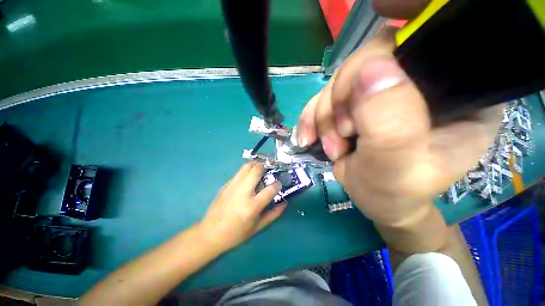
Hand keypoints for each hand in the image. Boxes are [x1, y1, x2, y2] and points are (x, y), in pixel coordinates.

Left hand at [197, 162, 285, 251]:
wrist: (210, 233)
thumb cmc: (236, 234)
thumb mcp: (257, 227)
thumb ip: (273, 214)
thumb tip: (284, 203)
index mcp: (252, 206)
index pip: (270, 189)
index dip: (277, 184)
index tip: (278, 184)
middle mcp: (243, 192)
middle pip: (256, 170)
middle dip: (265, 166)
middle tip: (269, 168)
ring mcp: (232, 186)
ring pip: (246, 167)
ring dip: (255, 164)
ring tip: (260, 168)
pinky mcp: (225, 185)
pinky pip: (239, 172)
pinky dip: (246, 170)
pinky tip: (248, 177)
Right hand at [296, 21, 501, 227]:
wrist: (376, 200)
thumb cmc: (394, 193)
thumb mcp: (397, 167)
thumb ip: (391, 122)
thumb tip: (371, 68)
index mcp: (455, 91)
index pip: (424, 42)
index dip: (386, 51)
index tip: (358, 87)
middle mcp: (418, 81)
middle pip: (367, 61)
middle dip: (341, 101)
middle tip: (340, 136)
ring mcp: (379, 91)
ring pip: (338, 82)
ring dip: (323, 116)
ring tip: (332, 148)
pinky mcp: (353, 103)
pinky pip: (322, 98)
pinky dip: (311, 118)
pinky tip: (309, 137)